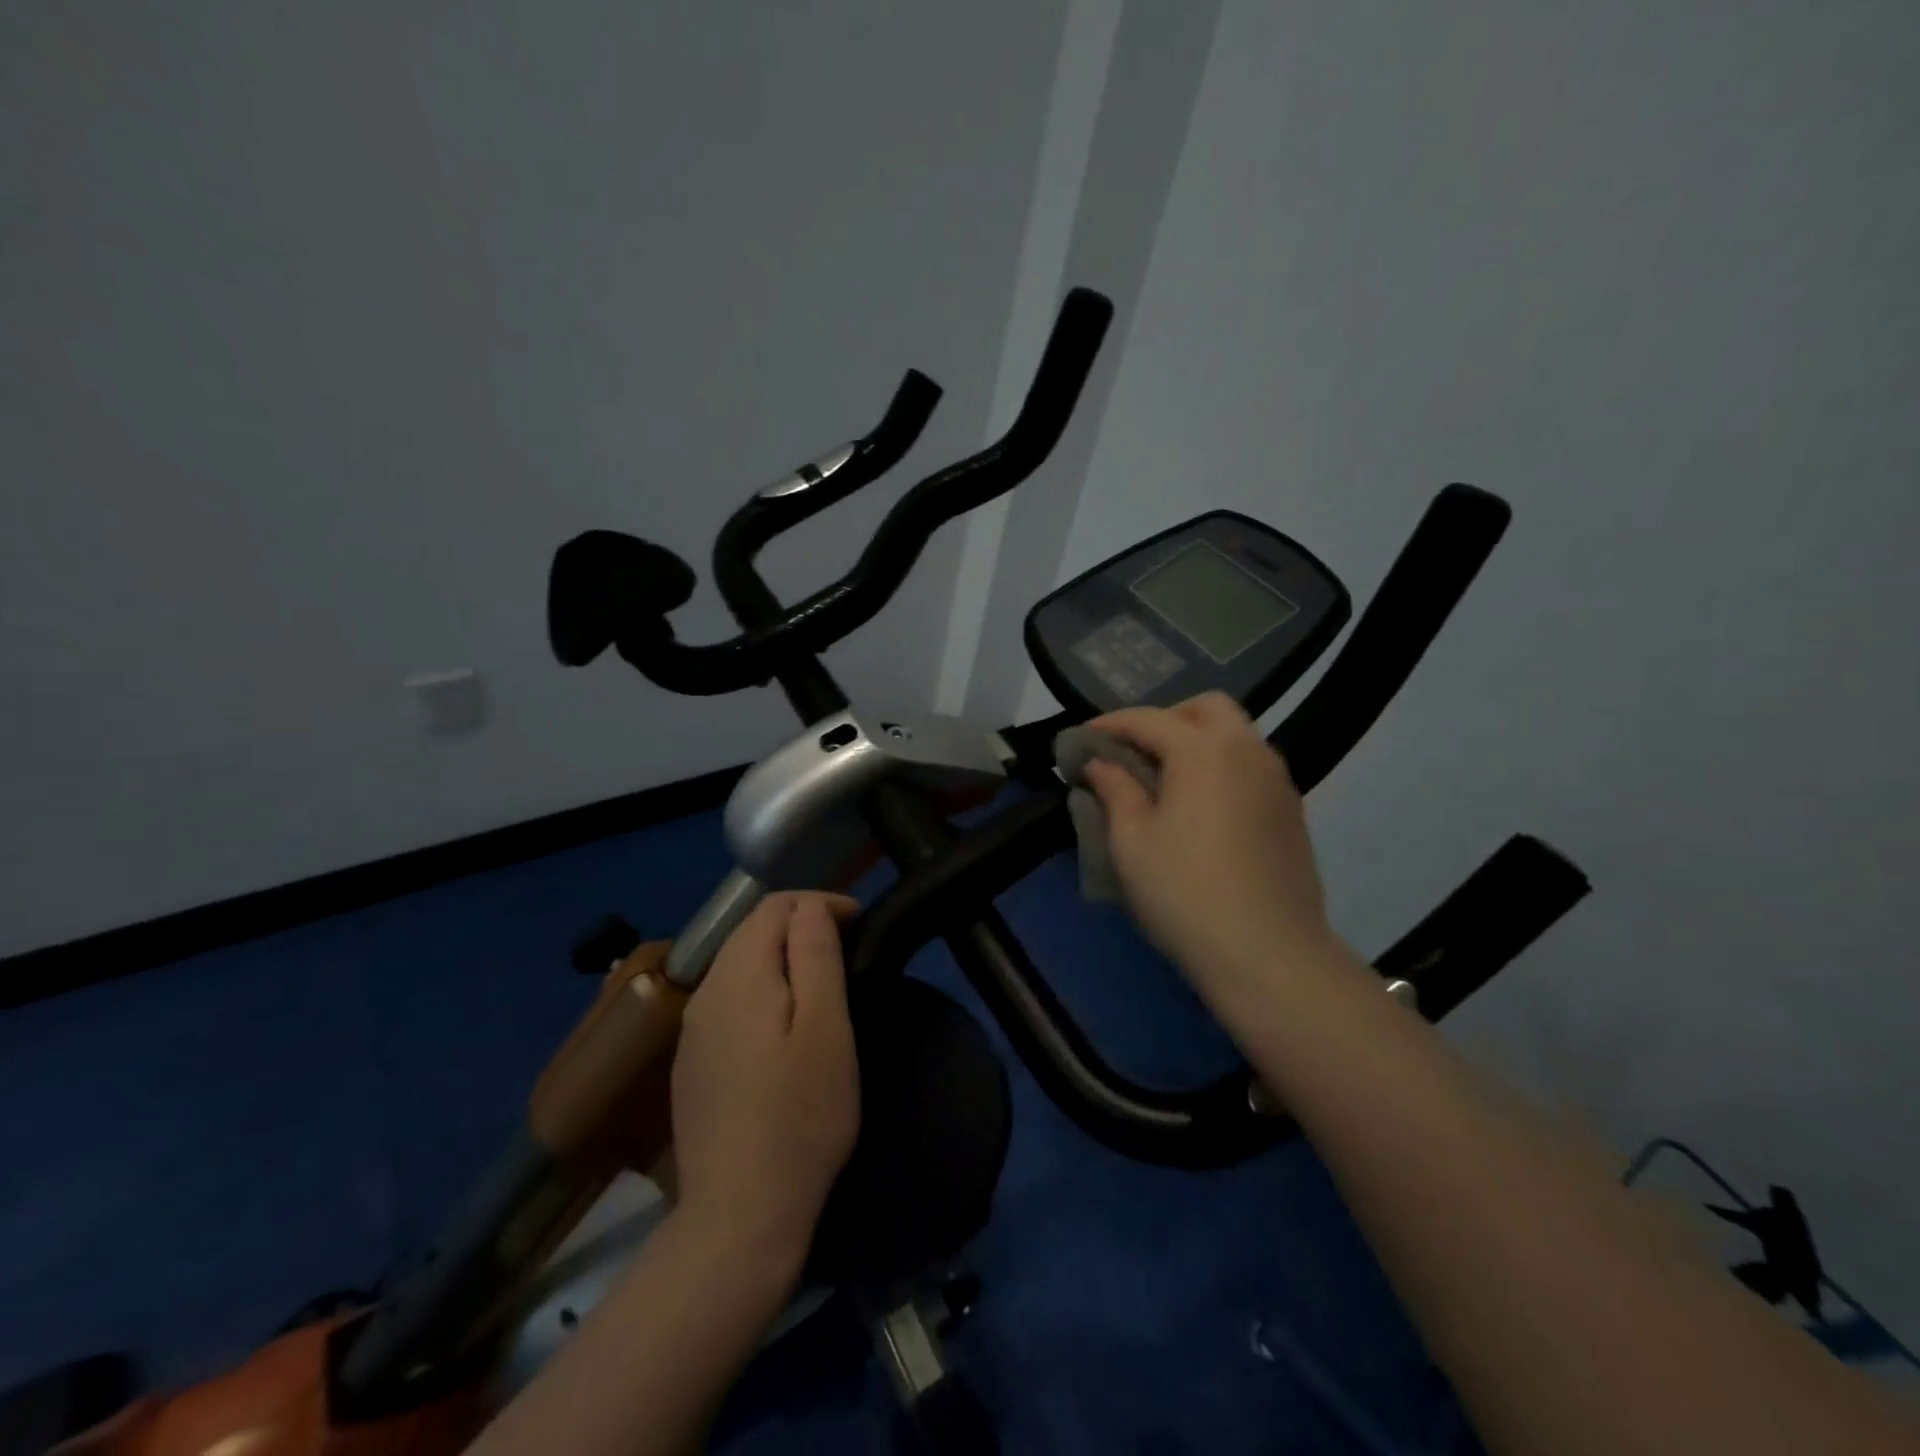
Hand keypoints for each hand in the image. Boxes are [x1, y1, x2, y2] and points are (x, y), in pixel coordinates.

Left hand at [670, 893, 860, 1271]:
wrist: (739, 1216)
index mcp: (737, 975)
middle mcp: (705, 992)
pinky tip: (784, 1029)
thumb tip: (812, 905)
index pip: (775, 905)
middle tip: (848, 950)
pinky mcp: (692, 1065)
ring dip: (783, 960)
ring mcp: (692, 1032)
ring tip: (824, 985)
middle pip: (753, 932)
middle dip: (802, 927)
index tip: (860, 924)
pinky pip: (730, 1003)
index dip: (821, 903)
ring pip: (740, 967)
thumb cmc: (799, 1116)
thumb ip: (816, 954)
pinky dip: (763, 993)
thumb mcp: (825, 1027)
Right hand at [1083, 693, 1339, 998]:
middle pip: (1206, 708)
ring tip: (1163, 781)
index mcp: (1204, 750)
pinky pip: (1250, 767)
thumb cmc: (1184, 892)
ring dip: (1196, 742)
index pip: (1149, 719)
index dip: (1110, 724)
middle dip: (1165, 719)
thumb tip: (1101, 763)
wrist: (1269, 954)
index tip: (1082, 739)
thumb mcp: (1131, 841)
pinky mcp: (1291, 811)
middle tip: (1134, 752)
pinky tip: (1200, 808)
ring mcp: (1277, 780)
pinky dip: (1220, 768)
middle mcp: (1247, 751)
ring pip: (1235, 736)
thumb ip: (1115, 789)